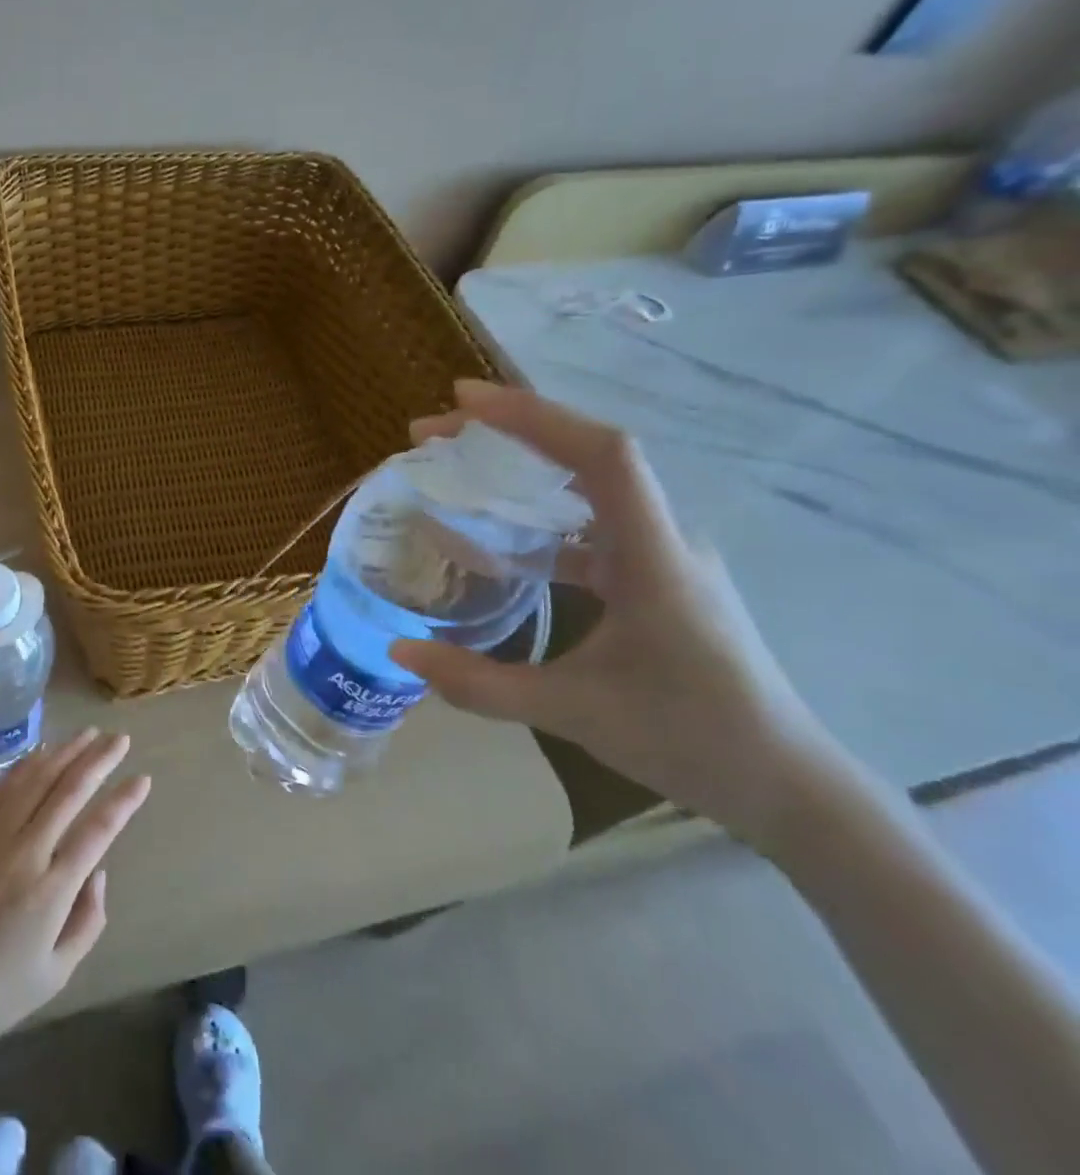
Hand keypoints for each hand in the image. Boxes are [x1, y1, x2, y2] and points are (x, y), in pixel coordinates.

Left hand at [0, 729, 151, 1045]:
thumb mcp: (57, 974)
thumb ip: (88, 920)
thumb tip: (98, 872)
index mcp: (52, 889)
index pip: (98, 829)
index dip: (124, 800)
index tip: (142, 778)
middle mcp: (25, 851)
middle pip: (69, 790)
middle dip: (99, 759)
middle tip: (120, 738)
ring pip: (36, 779)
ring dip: (65, 752)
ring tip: (88, 734)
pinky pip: (1, 787)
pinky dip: (26, 764)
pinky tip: (43, 752)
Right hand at [388, 380, 856, 850]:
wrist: (784, 784)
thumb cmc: (687, 739)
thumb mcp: (571, 712)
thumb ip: (479, 684)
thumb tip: (399, 653)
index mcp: (653, 556)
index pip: (601, 455)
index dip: (532, 416)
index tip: (462, 401)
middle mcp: (662, 538)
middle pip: (586, 455)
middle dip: (507, 431)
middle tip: (431, 434)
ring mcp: (661, 554)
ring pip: (587, 485)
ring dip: (520, 466)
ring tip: (454, 467)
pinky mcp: (654, 575)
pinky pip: (590, 524)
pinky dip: (537, 515)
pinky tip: (498, 539)